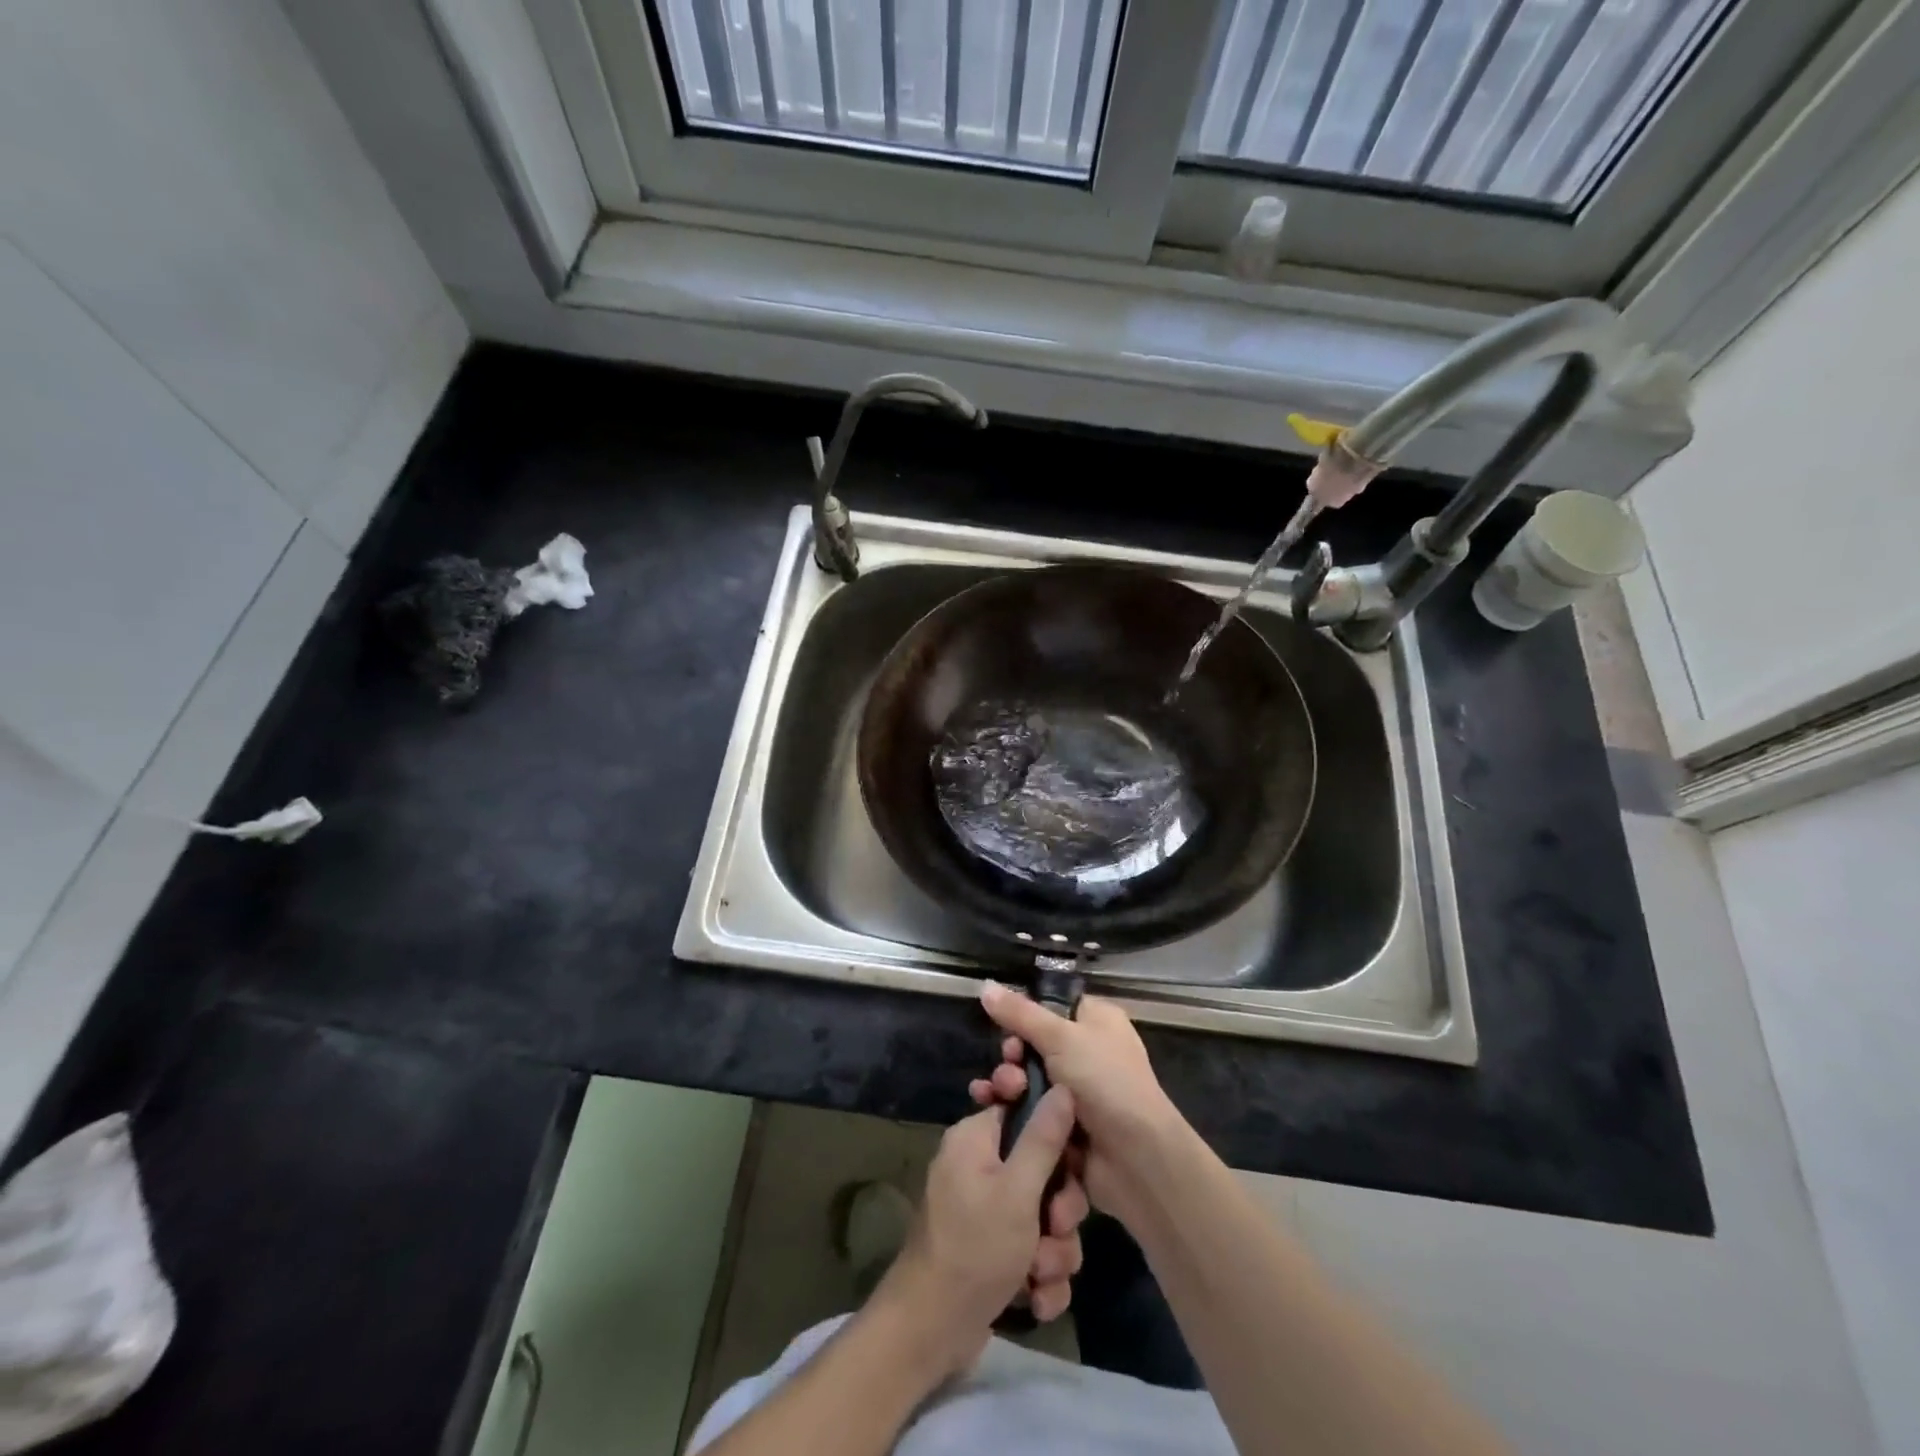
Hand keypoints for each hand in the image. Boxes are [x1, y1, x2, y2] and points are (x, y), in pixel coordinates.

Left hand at [873, 1086, 1088, 1375]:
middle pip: (1043, 1172)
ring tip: (1038, 1276)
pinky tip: (1035, 1300)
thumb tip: (1063, 1087)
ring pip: (1044, 1218)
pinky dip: (1039, 1278)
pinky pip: (1033, 1251)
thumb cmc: (974, 1249)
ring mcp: (985, 1212)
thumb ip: (1044, 1139)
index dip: (1056, 1141)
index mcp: (977, 1139)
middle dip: (1059, 1212)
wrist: (930, 1332)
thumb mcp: (1017, 1191)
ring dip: (1052, 1252)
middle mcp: (979, 1168)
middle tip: (1054, 1230)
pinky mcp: (993, 1252)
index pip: (1026, 1114)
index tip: (1070, 1167)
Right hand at [970, 984, 1190, 1223]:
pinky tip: (988, 1107)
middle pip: (1032, 1043)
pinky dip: (1009, 1107)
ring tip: (1003, 1092)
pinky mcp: (1062, 1125)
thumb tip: (984, 985)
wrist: (1135, 1157)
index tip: (1007, 1027)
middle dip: (1012, 1054)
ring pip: (1026, 1077)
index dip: (1025, 1015)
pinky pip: (1028, 1108)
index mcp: (1095, 1021)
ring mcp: (1074, 1091)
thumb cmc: (1104, 1081)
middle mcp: (1086, 1052)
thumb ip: (1020, 1013)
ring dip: (1007, 1081)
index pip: (1051, 1006)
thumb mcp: (1060, 1036)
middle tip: (1009, 1065)